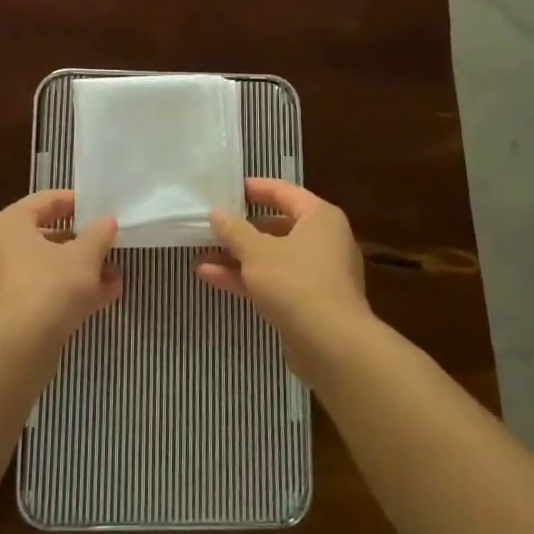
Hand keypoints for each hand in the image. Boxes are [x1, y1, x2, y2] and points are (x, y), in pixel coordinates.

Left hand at [0, 190, 119, 346]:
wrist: (15, 351)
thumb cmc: (48, 287)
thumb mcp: (84, 257)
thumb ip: (98, 235)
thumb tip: (106, 223)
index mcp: (9, 224)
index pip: (45, 201)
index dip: (75, 203)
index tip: (100, 211)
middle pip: (45, 237)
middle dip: (81, 245)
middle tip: (108, 248)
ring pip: (44, 269)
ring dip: (78, 272)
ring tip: (113, 278)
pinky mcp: (3, 315)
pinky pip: (39, 294)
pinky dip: (65, 294)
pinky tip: (99, 300)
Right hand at [198, 179, 373, 367]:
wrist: (332, 346)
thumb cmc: (296, 282)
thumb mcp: (257, 252)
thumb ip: (234, 230)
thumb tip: (217, 213)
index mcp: (319, 216)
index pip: (283, 191)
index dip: (254, 188)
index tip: (226, 188)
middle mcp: (324, 240)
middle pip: (278, 226)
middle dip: (242, 229)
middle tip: (211, 225)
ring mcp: (319, 273)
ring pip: (273, 257)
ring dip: (239, 256)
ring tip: (201, 254)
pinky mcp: (311, 302)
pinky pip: (276, 281)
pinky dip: (248, 278)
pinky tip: (212, 277)